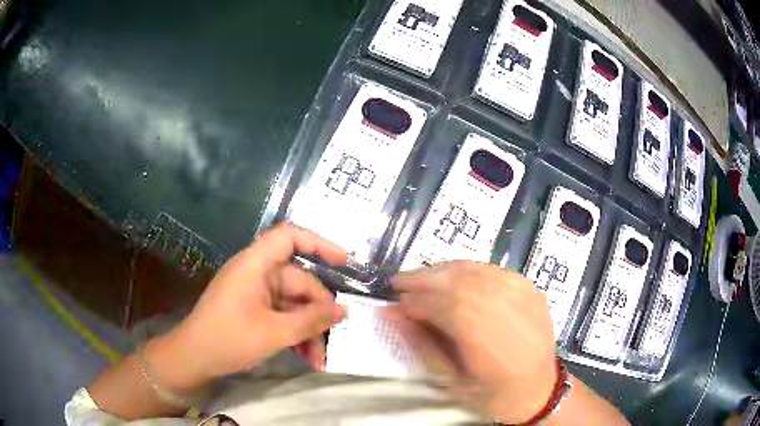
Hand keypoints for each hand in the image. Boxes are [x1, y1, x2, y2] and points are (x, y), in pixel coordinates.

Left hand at [149, 223, 346, 389]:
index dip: (319, 243)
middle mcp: (257, 274)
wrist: (194, 359)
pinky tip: (307, 358)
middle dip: (318, 312)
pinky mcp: (254, 311)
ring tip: (320, 359)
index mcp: (255, 265)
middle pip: (299, 281)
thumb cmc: (228, 339)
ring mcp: (256, 294)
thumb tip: (343, 310)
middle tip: (335, 337)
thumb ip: (311, 320)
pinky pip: (283, 316)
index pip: (289, 237)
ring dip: (309, 330)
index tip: (345, 262)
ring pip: (294, 304)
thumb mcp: (274, 333)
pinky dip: (296, 335)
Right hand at [392, 261, 557, 423]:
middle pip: (453, 279)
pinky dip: (466, 269)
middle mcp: (501, 304)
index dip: (410, 302)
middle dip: (421, 278)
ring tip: (421, 277)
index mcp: (480, 333)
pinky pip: (491, 269)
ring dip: (441, 270)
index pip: (435, 305)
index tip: (393, 304)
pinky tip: (453, 277)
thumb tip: (393, 315)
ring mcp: (518, 290)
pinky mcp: (528, 286)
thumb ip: (421, 344)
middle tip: (399, 282)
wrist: (539, 389)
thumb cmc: (492, 392)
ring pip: (471, 269)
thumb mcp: (451, 380)